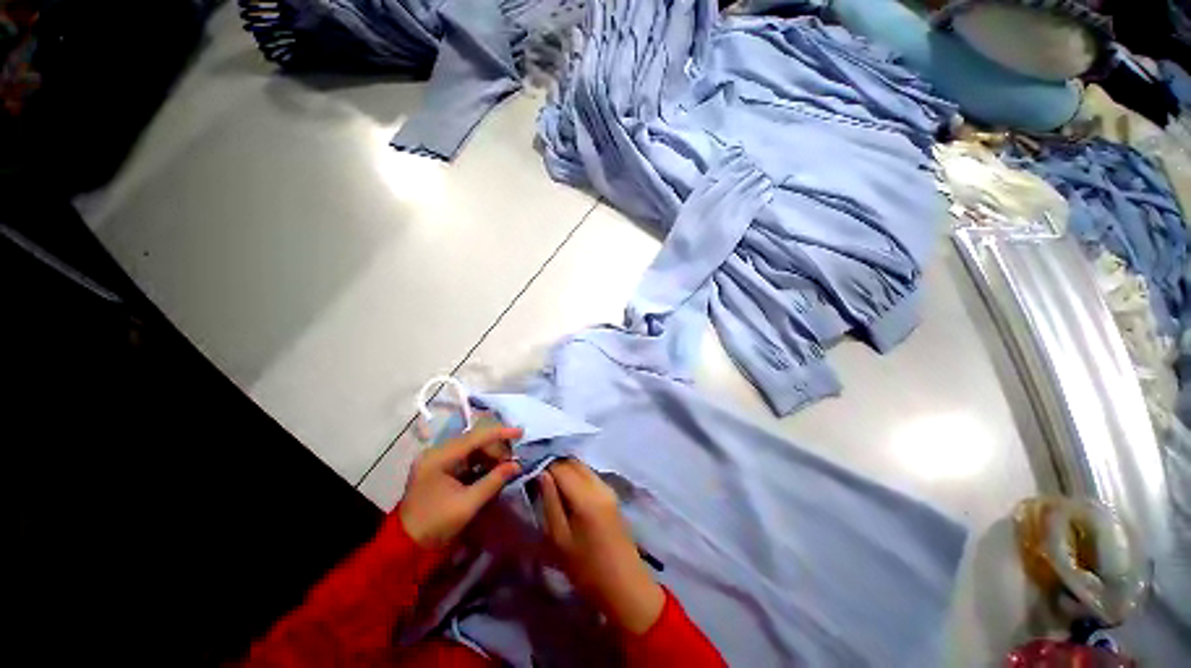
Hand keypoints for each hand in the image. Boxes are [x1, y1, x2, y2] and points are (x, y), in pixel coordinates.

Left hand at [399, 425, 522, 548]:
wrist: (406, 545)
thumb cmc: (436, 524)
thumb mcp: (468, 504)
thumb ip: (493, 481)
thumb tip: (517, 465)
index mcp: (439, 458)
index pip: (475, 437)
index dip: (500, 433)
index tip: (521, 432)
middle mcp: (437, 452)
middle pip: (474, 440)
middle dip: (496, 448)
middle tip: (513, 461)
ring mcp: (437, 459)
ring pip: (472, 447)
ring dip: (490, 454)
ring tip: (505, 465)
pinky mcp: (440, 467)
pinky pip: (466, 457)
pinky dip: (481, 462)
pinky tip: (493, 469)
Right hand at [540, 459, 664, 634]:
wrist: (625, 585)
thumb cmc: (587, 569)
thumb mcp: (559, 539)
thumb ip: (550, 502)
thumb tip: (541, 474)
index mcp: (585, 495)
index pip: (560, 466)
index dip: (543, 466)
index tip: (529, 475)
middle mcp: (599, 484)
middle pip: (573, 462)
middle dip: (554, 466)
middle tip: (538, 481)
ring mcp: (608, 488)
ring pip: (582, 467)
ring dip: (565, 471)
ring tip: (550, 488)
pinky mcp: (611, 495)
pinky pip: (590, 476)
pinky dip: (576, 477)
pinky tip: (566, 494)